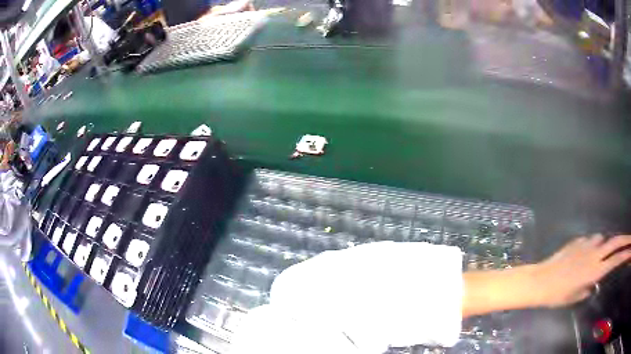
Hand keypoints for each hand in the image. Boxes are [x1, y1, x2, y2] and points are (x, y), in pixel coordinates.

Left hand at [535, 234, 630, 306]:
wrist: (541, 281)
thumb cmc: (558, 295)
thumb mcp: (576, 297)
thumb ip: (589, 286)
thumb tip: (594, 281)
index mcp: (596, 270)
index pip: (617, 260)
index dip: (626, 254)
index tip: (630, 251)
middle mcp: (595, 253)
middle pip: (616, 242)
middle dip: (626, 239)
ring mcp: (587, 244)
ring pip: (604, 239)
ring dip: (606, 245)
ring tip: (599, 257)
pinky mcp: (579, 240)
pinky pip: (591, 241)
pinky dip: (593, 247)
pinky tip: (584, 256)